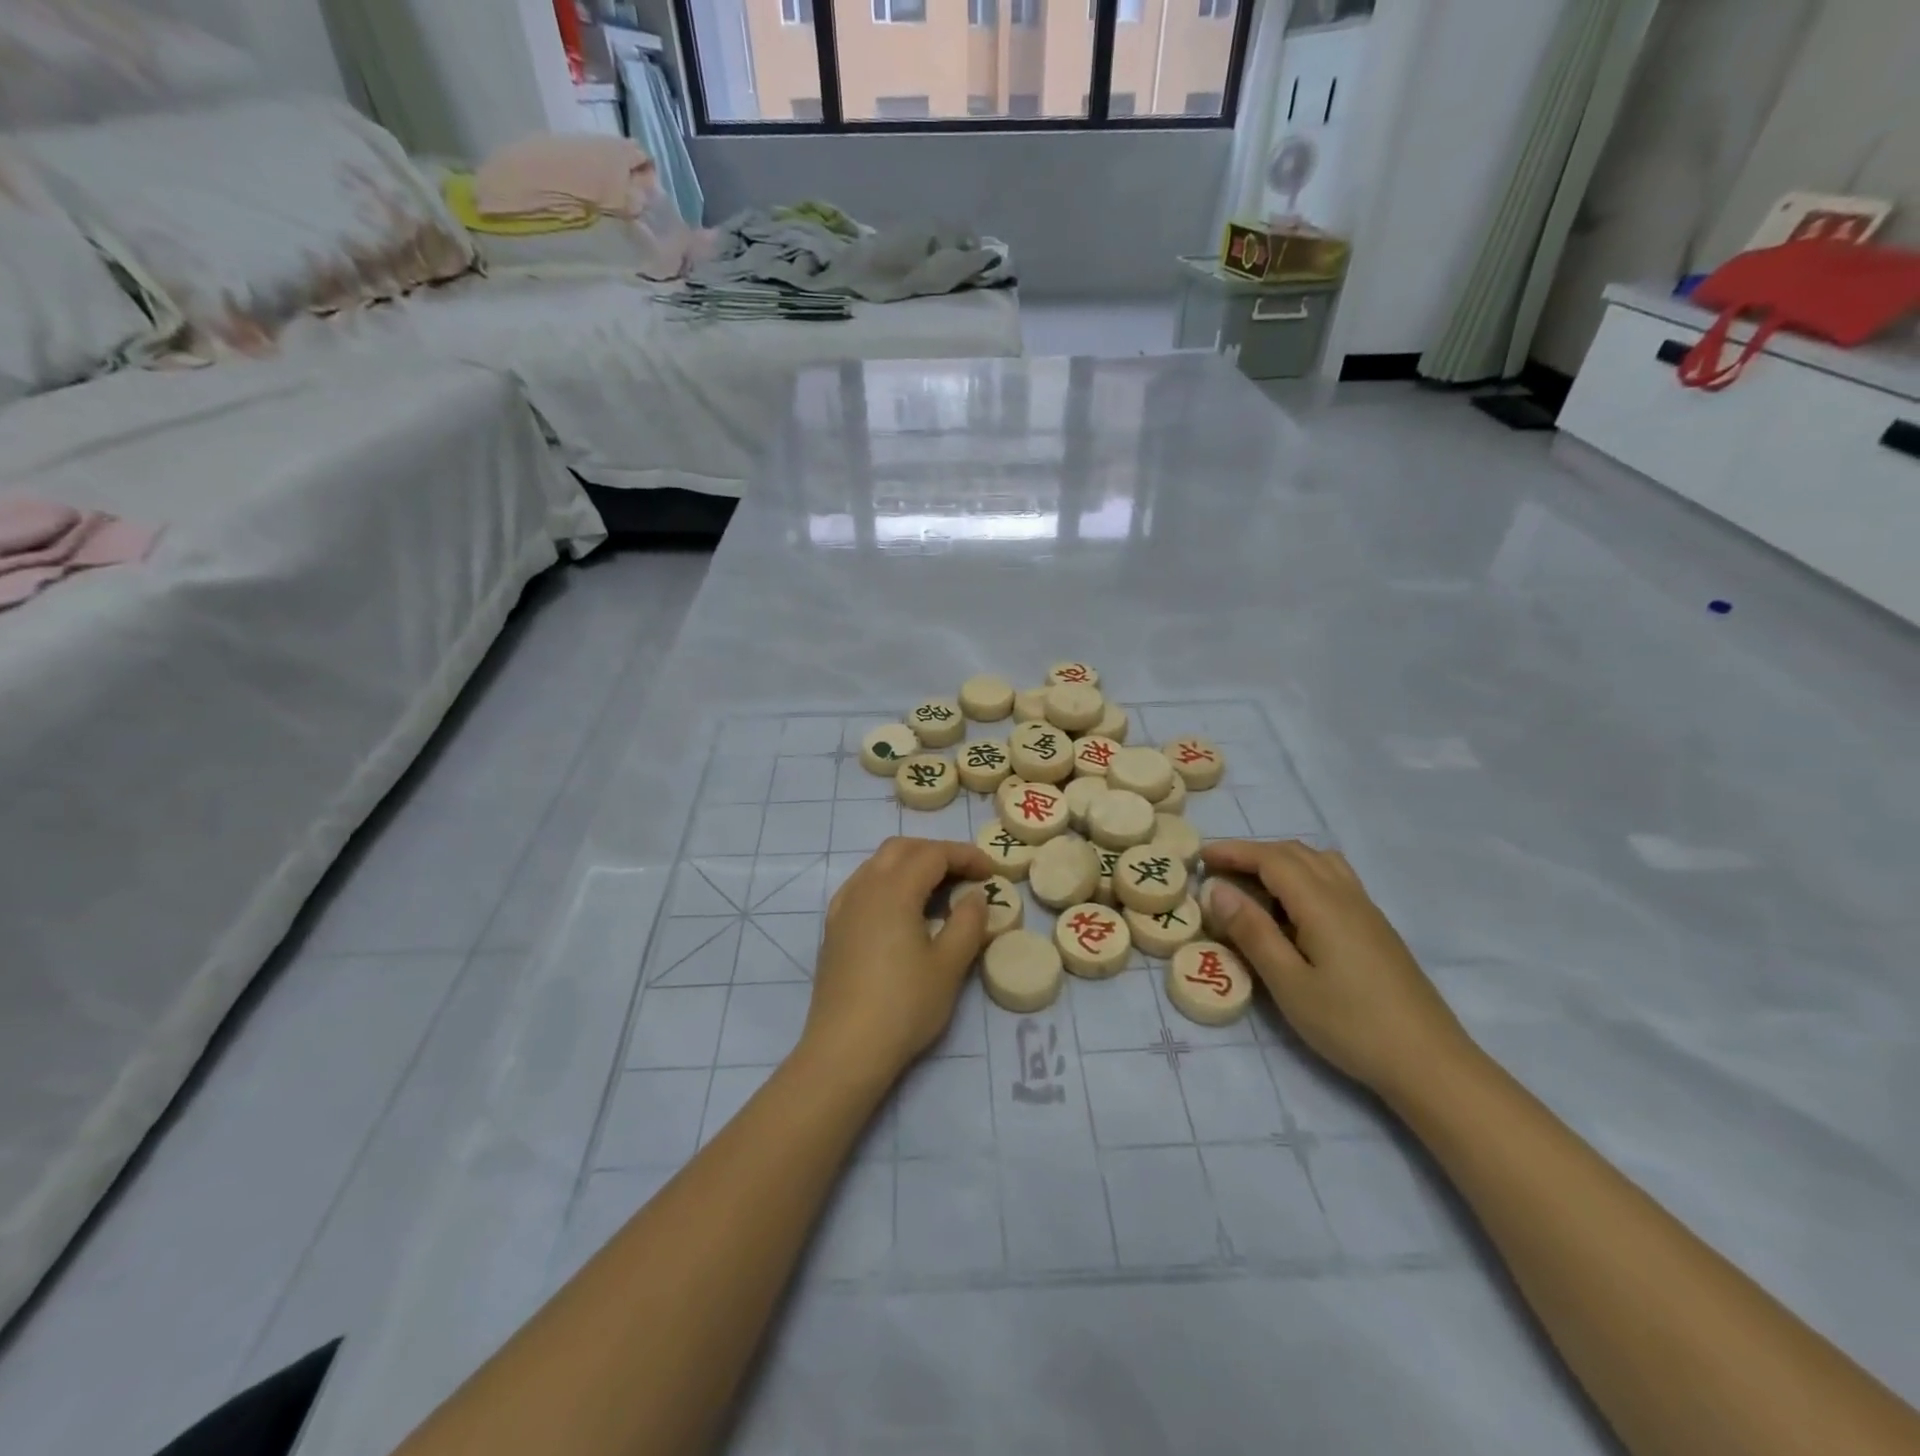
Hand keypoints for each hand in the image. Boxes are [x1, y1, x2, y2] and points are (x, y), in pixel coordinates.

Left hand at [803, 837, 993, 1085]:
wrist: (845, 1049)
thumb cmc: (904, 1005)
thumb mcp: (949, 965)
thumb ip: (968, 923)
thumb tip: (975, 897)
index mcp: (894, 890)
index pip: (933, 854)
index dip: (965, 856)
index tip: (991, 872)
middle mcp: (864, 887)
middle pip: (902, 848)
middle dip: (936, 853)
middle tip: (966, 875)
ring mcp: (844, 907)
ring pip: (878, 863)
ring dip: (910, 864)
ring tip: (938, 890)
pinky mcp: (834, 928)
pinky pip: (862, 885)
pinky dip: (887, 882)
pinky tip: (900, 909)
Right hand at [1200, 840, 1473, 1103]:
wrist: (1429, 1062)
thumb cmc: (1350, 1024)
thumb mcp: (1288, 983)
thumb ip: (1252, 932)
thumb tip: (1217, 889)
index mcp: (1322, 904)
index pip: (1271, 859)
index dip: (1234, 851)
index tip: (1200, 857)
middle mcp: (1346, 895)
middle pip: (1295, 853)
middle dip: (1253, 853)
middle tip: (1218, 870)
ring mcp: (1366, 910)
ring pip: (1319, 863)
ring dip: (1281, 861)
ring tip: (1252, 883)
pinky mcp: (1376, 928)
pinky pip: (1334, 879)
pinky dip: (1303, 875)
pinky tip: (1293, 907)